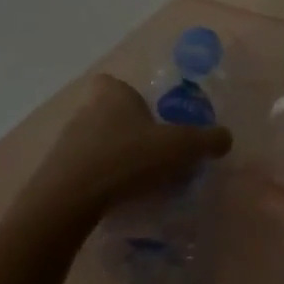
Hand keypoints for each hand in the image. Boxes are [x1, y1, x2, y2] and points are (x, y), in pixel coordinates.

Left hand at [26, 75, 232, 218]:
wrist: (71, 197)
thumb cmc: (128, 159)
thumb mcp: (180, 148)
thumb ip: (206, 140)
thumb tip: (225, 137)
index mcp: (113, 95)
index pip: (116, 84)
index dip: (131, 98)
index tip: (150, 119)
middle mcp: (85, 110)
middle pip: (109, 114)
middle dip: (129, 132)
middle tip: (154, 156)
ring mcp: (67, 141)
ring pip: (97, 143)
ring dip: (115, 158)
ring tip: (139, 183)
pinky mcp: (58, 171)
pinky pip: (85, 170)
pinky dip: (100, 180)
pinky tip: (116, 199)